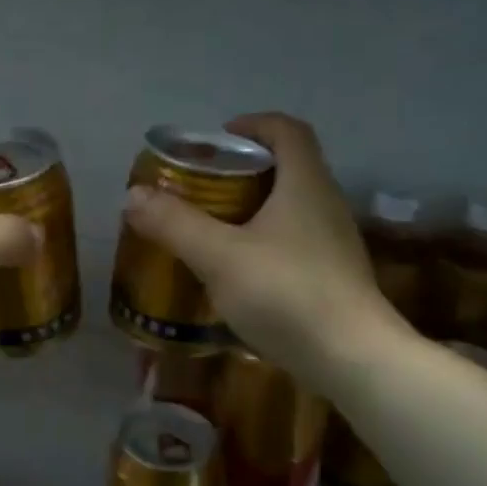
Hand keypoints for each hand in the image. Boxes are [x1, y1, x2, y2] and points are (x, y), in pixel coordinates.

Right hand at [121, 113, 400, 386]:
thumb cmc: (286, 294)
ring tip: (213, 228)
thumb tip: (133, 195)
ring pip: (291, 207)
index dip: (253, 124)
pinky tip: (238, 272)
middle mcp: (326, 204)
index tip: (217, 140)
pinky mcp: (334, 276)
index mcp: (305, 184)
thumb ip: (175, 223)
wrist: (354, 360)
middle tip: (203, 187)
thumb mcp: (219, 257)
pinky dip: (265, 242)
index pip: (287, 130)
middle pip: (288, 167)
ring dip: (253, 208)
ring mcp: (334, 242)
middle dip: (243, 169)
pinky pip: (295, 241)